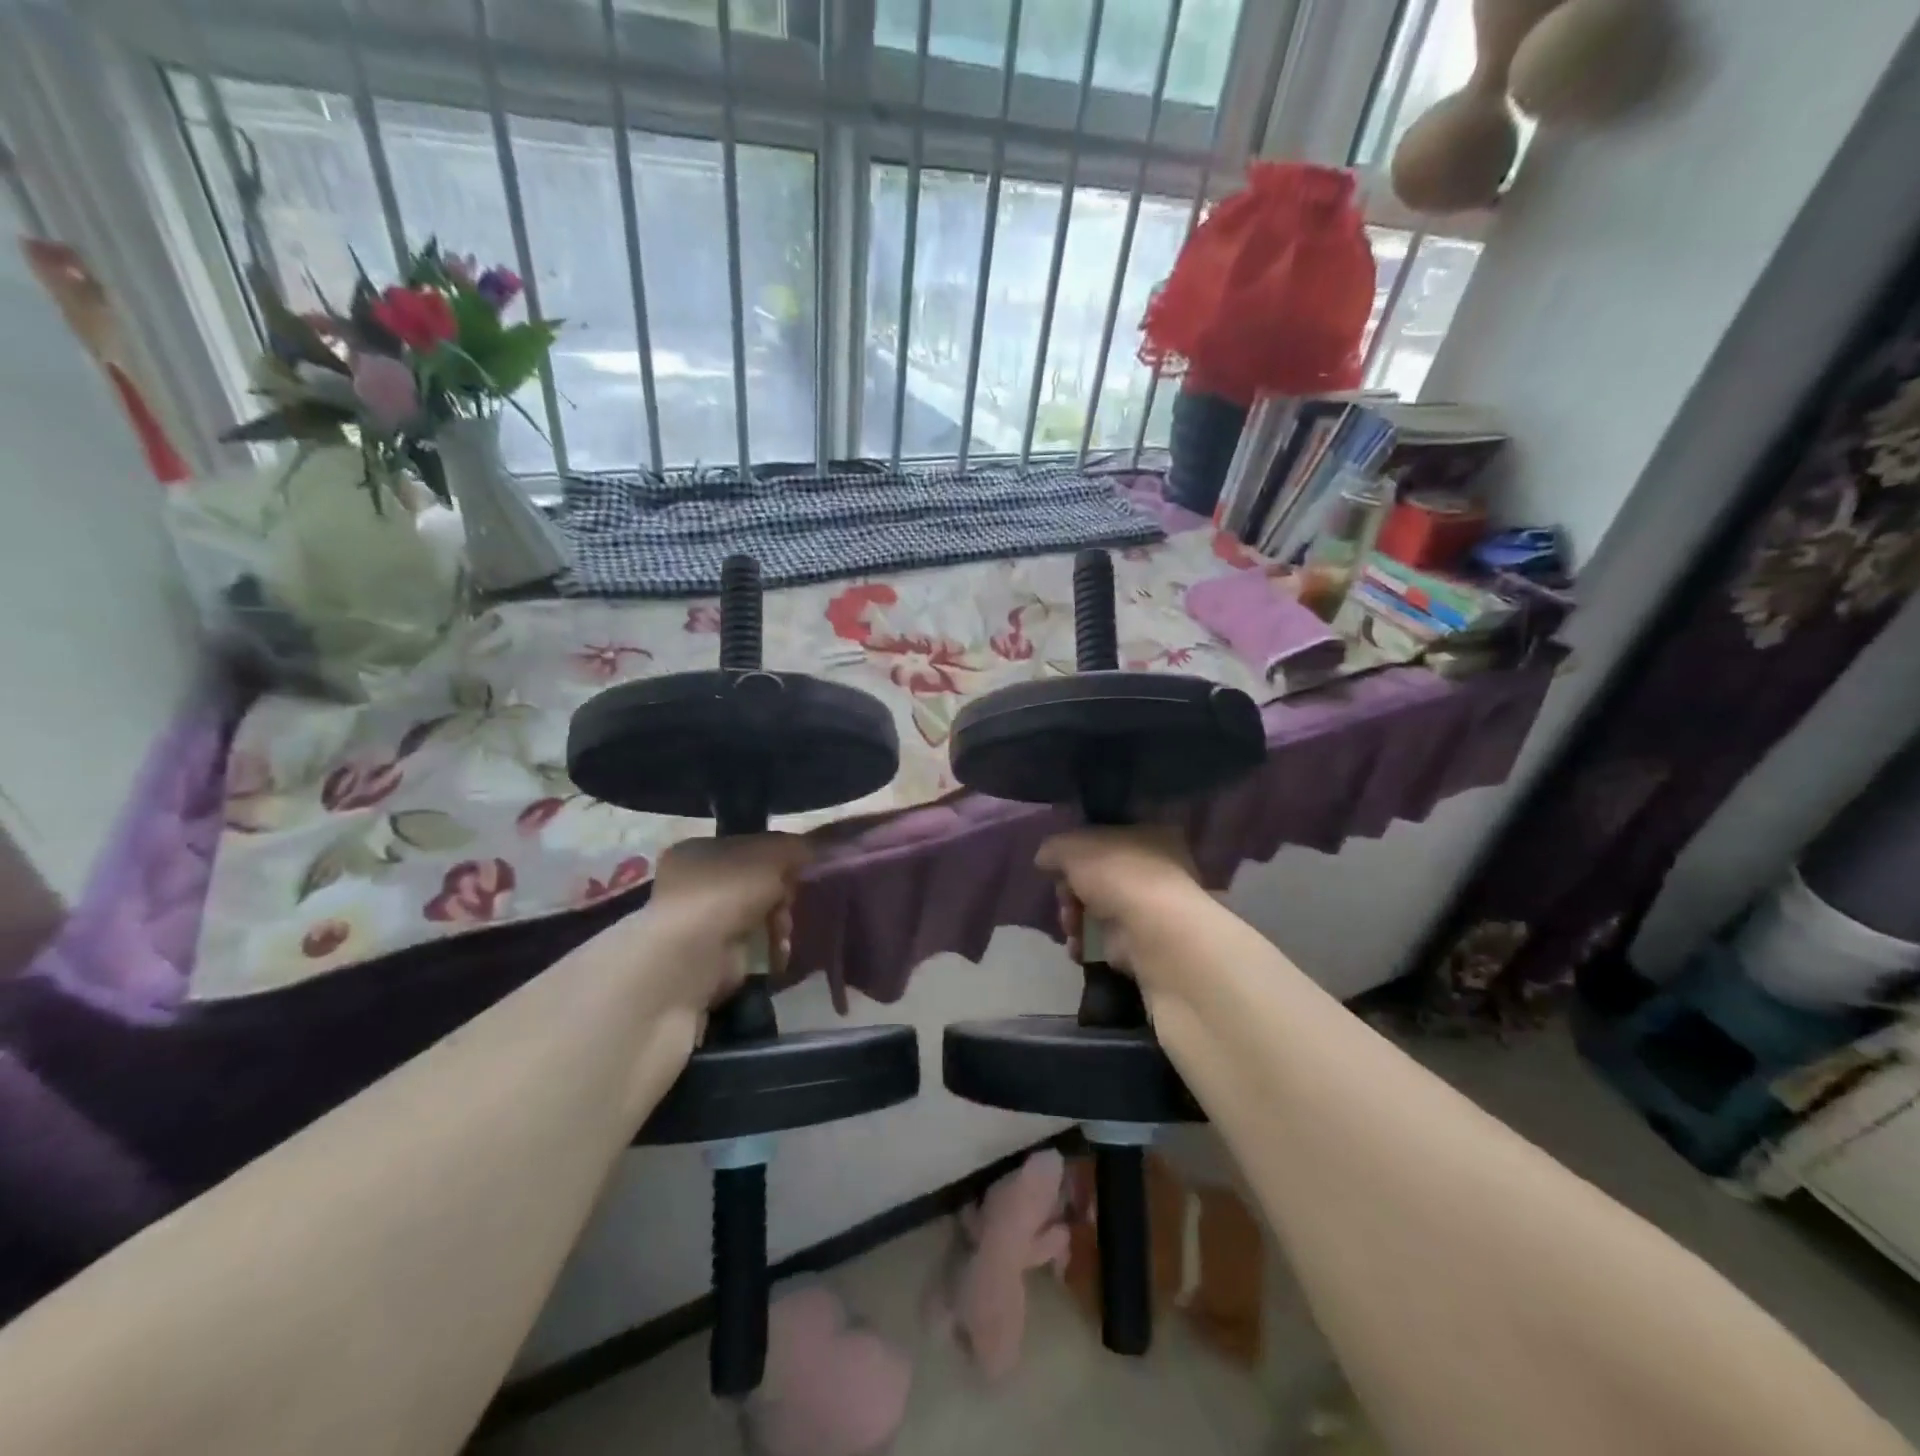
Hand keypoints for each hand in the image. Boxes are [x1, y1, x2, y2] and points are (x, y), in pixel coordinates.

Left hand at [628, 832, 813, 1020]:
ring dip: (779, 921)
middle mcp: (693, 883)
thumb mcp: (771, 854)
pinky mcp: (712, 957)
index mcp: (697, 850)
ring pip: (759, 913)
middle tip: (791, 898)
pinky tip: (777, 951)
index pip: (748, 845)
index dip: (778, 855)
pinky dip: (770, 947)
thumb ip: (797, 846)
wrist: (692, 956)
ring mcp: (700, 923)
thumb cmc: (726, 892)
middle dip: (781, 892)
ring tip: (782, 931)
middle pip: (756, 881)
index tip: (801, 866)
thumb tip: (818, 847)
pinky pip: (754, 944)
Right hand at [1035, 826, 1201, 982]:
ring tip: (1070, 928)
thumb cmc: (1117, 875)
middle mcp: (1156, 868)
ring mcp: (1152, 908)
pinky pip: (1107, 939)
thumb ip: (1054, 849)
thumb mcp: (1073, 848)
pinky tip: (1078, 948)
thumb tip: (1044, 858)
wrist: (1153, 932)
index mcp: (1148, 835)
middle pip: (1098, 877)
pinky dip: (1088, 943)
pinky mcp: (1146, 942)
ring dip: (1075, 918)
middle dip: (1072, 891)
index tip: (1058, 867)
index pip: (1105, 839)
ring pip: (1100, 909)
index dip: (1076, 853)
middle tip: (1064, 901)